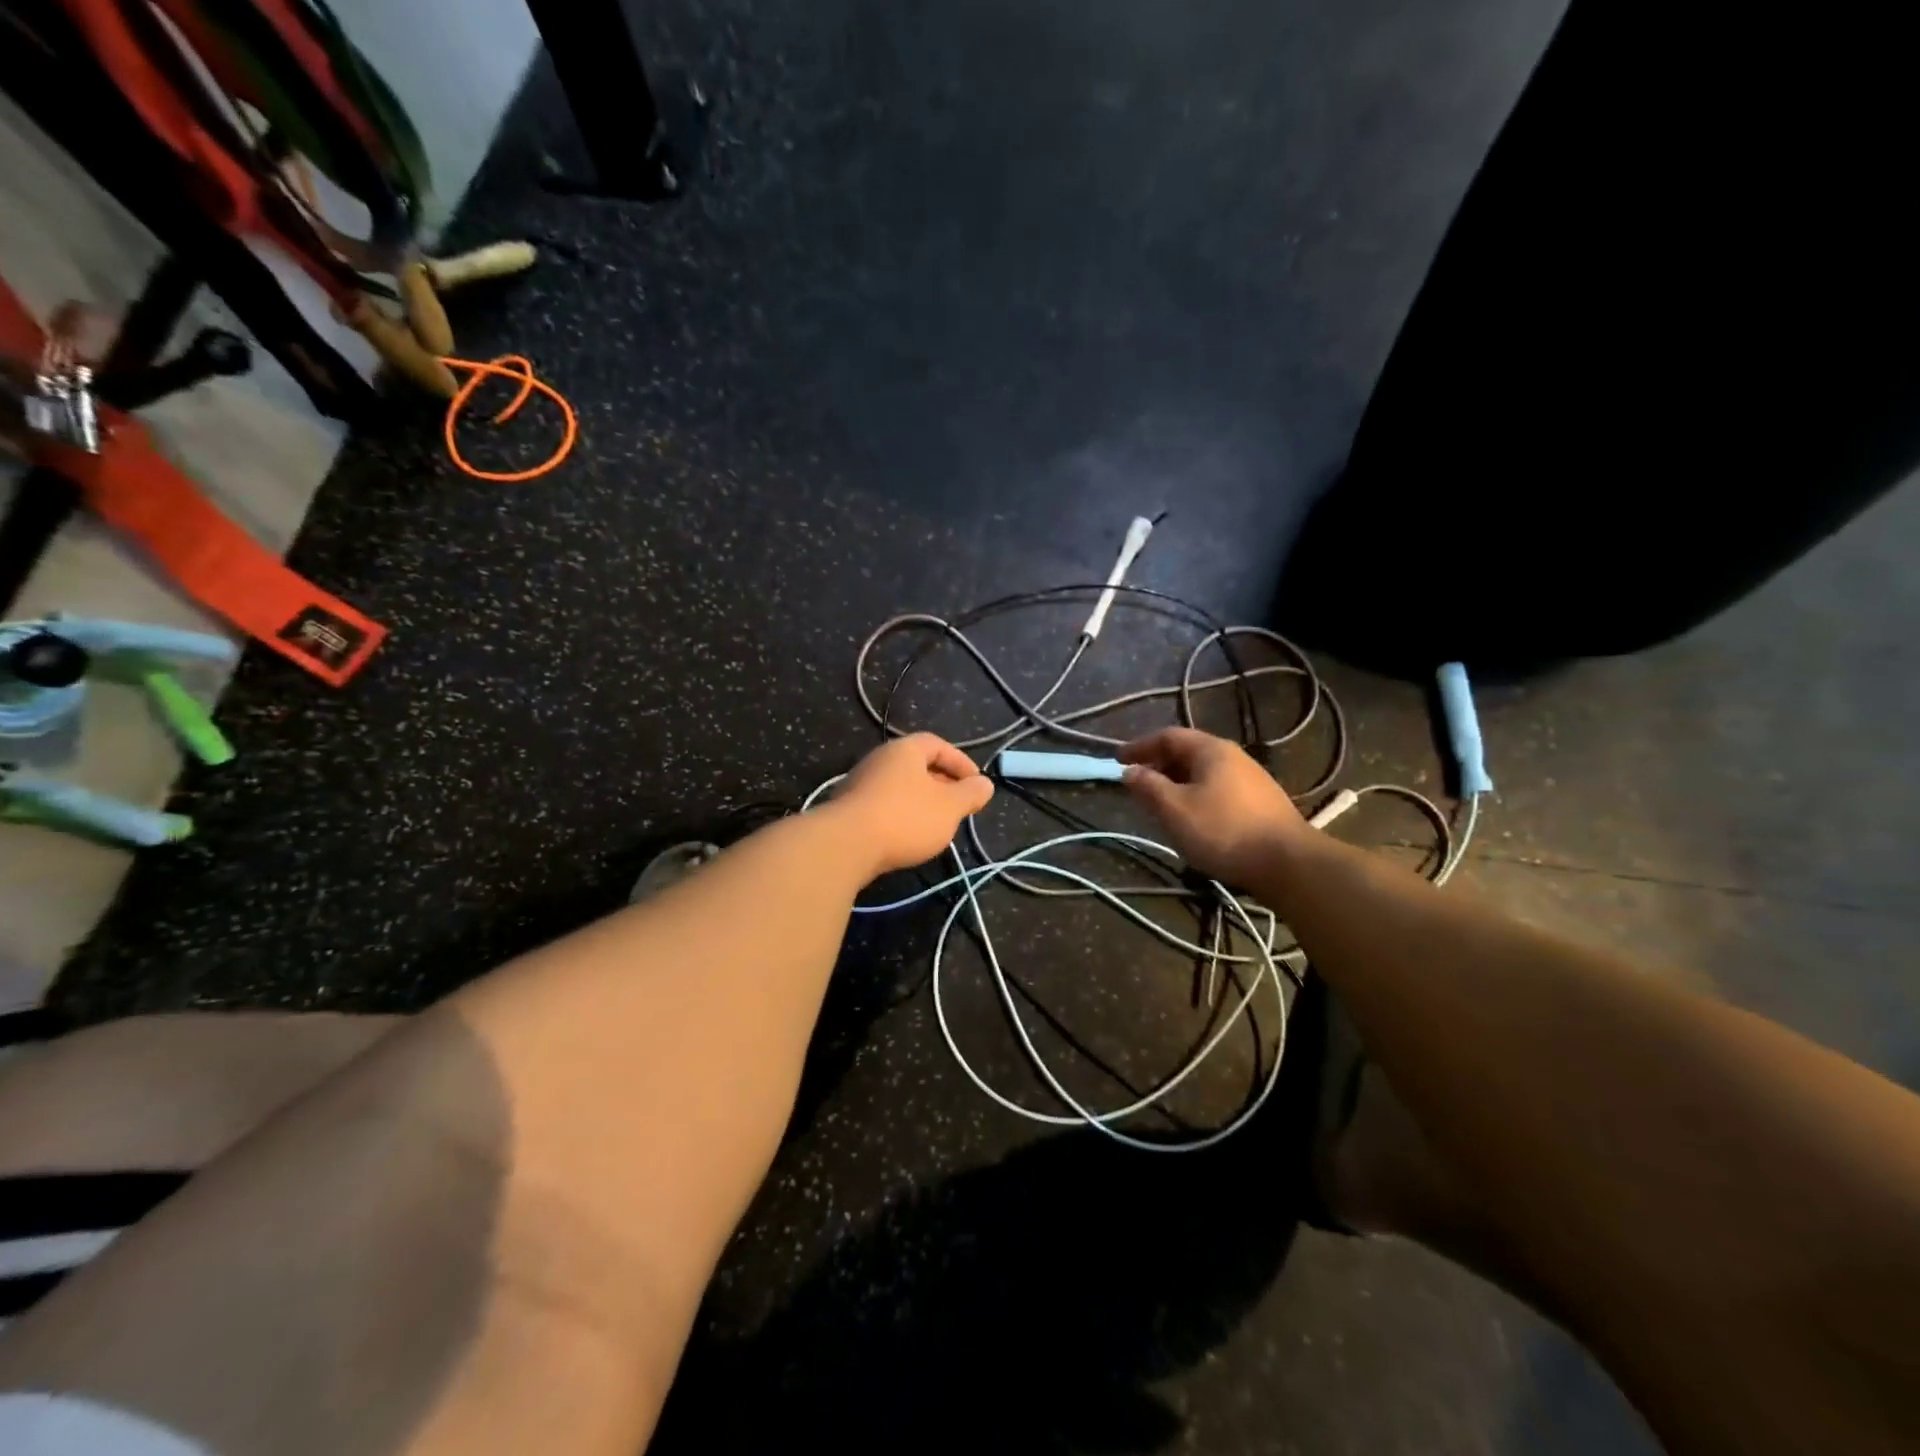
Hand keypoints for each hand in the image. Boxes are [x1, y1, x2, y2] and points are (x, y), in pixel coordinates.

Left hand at [833, 733, 994, 876]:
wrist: (845, 845)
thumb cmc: (905, 818)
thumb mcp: (949, 807)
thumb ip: (970, 794)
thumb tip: (985, 784)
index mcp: (905, 750)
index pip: (937, 744)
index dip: (960, 761)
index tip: (976, 784)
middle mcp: (880, 759)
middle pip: (916, 765)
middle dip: (941, 784)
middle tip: (958, 805)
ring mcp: (860, 783)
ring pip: (899, 787)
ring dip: (920, 802)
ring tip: (937, 824)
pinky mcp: (848, 809)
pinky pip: (883, 805)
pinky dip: (900, 815)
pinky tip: (907, 837)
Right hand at [1119, 728, 1308, 885]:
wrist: (1289, 863)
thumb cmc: (1223, 830)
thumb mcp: (1175, 809)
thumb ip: (1148, 787)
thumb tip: (1129, 771)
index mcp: (1211, 750)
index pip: (1168, 737)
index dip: (1140, 747)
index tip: (1117, 760)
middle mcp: (1233, 757)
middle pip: (1188, 752)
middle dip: (1158, 765)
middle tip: (1137, 783)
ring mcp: (1251, 779)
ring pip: (1203, 773)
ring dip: (1177, 782)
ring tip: (1160, 803)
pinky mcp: (1261, 803)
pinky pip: (1218, 789)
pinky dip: (1196, 795)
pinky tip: (1192, 818)